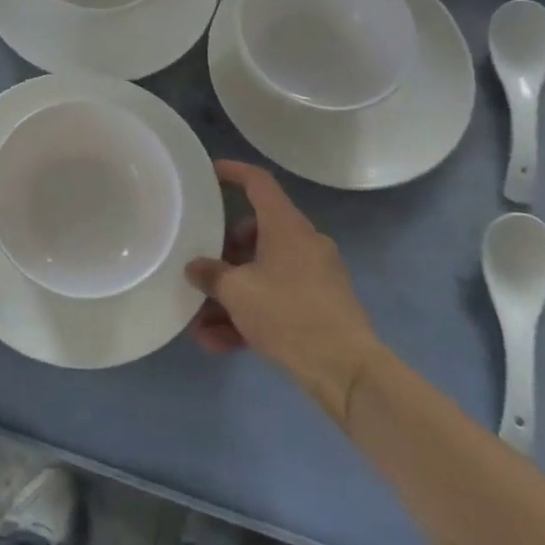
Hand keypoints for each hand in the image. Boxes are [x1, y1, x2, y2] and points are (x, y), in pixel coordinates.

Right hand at [187, 161, 382, 421]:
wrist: (348, 371)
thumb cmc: (288, 314)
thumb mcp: (237, 292)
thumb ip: (210, 275)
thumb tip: (196, 268)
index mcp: (286, 226)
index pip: (258, 183)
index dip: (233, 172)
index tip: (209, 174)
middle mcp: (304, 243)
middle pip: (256, 233)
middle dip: (224, 252)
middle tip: (200, 267)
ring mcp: (316, 276)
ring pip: (264, 272)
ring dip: (232, 293)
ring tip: (201, 322)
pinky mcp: (322, 307)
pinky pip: (277, 299)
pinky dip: (251, 314)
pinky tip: (220, 343)